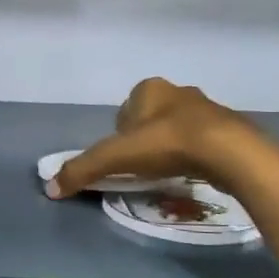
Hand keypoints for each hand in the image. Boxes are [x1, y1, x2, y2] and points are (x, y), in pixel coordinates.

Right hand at [48, 77, 256, 198]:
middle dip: (145, 140)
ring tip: (169, 172)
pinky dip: (194, 155)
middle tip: (144, 167)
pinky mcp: (228, 128)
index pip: (124, 111)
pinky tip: (193, 172)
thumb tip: (50, 188)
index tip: (124, 158)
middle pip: (150, 119)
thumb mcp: (115, 157)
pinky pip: (203, 141)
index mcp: (149, 88)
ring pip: (177, 129)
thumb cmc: (166, 144)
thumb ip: (82, 170)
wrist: (228, 152)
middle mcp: (178, 91)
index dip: (119, 136)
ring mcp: (207, 108)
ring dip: (171, 147)